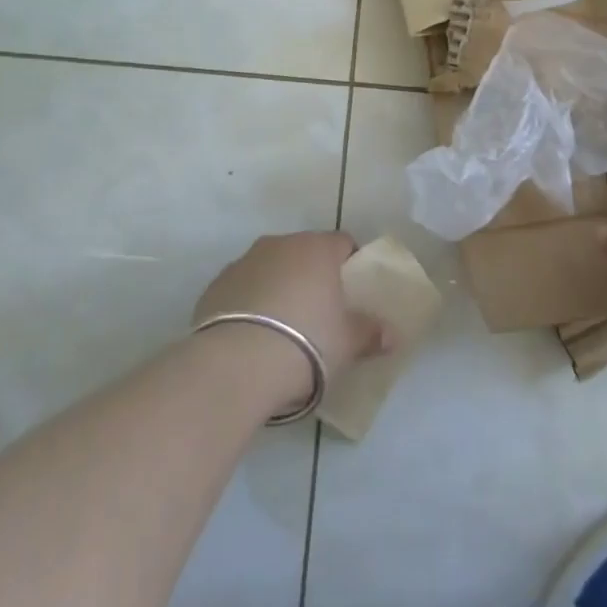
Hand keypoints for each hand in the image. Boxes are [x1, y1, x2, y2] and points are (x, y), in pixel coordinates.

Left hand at [192, 232, 384, 413]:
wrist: (236, 364)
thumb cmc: (306, 344)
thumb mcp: (348, 343)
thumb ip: (371, 333)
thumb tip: (391, 334)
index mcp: (317, 249)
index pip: (342, 243)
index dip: (350, 263)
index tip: (352, 291)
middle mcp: (280, 244)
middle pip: (304, 253)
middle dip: (312, 275)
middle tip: (320, 311)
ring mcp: (243, 262)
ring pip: (270, 268)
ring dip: (279, 286)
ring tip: (283, 327)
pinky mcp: (215, 286)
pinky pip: (242, 289)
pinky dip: (250, 304)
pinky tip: (253, 336)